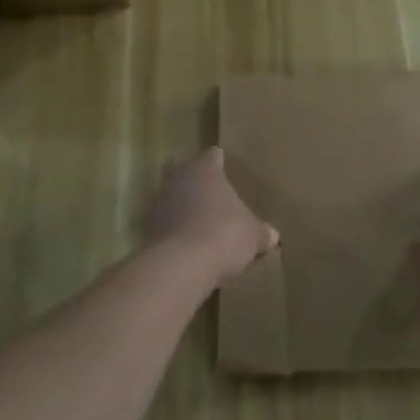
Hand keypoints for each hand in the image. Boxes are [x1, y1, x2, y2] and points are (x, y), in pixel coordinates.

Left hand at [148, 147, 279, 286]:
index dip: (219, 162)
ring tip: (197, 219)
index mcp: (206, 170)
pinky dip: (173, 227)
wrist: (183, 263)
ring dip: (180, 204)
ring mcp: (160, 201)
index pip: (213, 156)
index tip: (225, 168)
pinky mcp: (148, 227)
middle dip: (193, 178)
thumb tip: (272, 235)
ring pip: (170, 194)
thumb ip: (261, 232)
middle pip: (183, 169)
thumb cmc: (225, 234)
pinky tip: (186, 241)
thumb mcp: (253, 235)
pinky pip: (164, 220)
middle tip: (208, 191)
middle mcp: (179, 178)